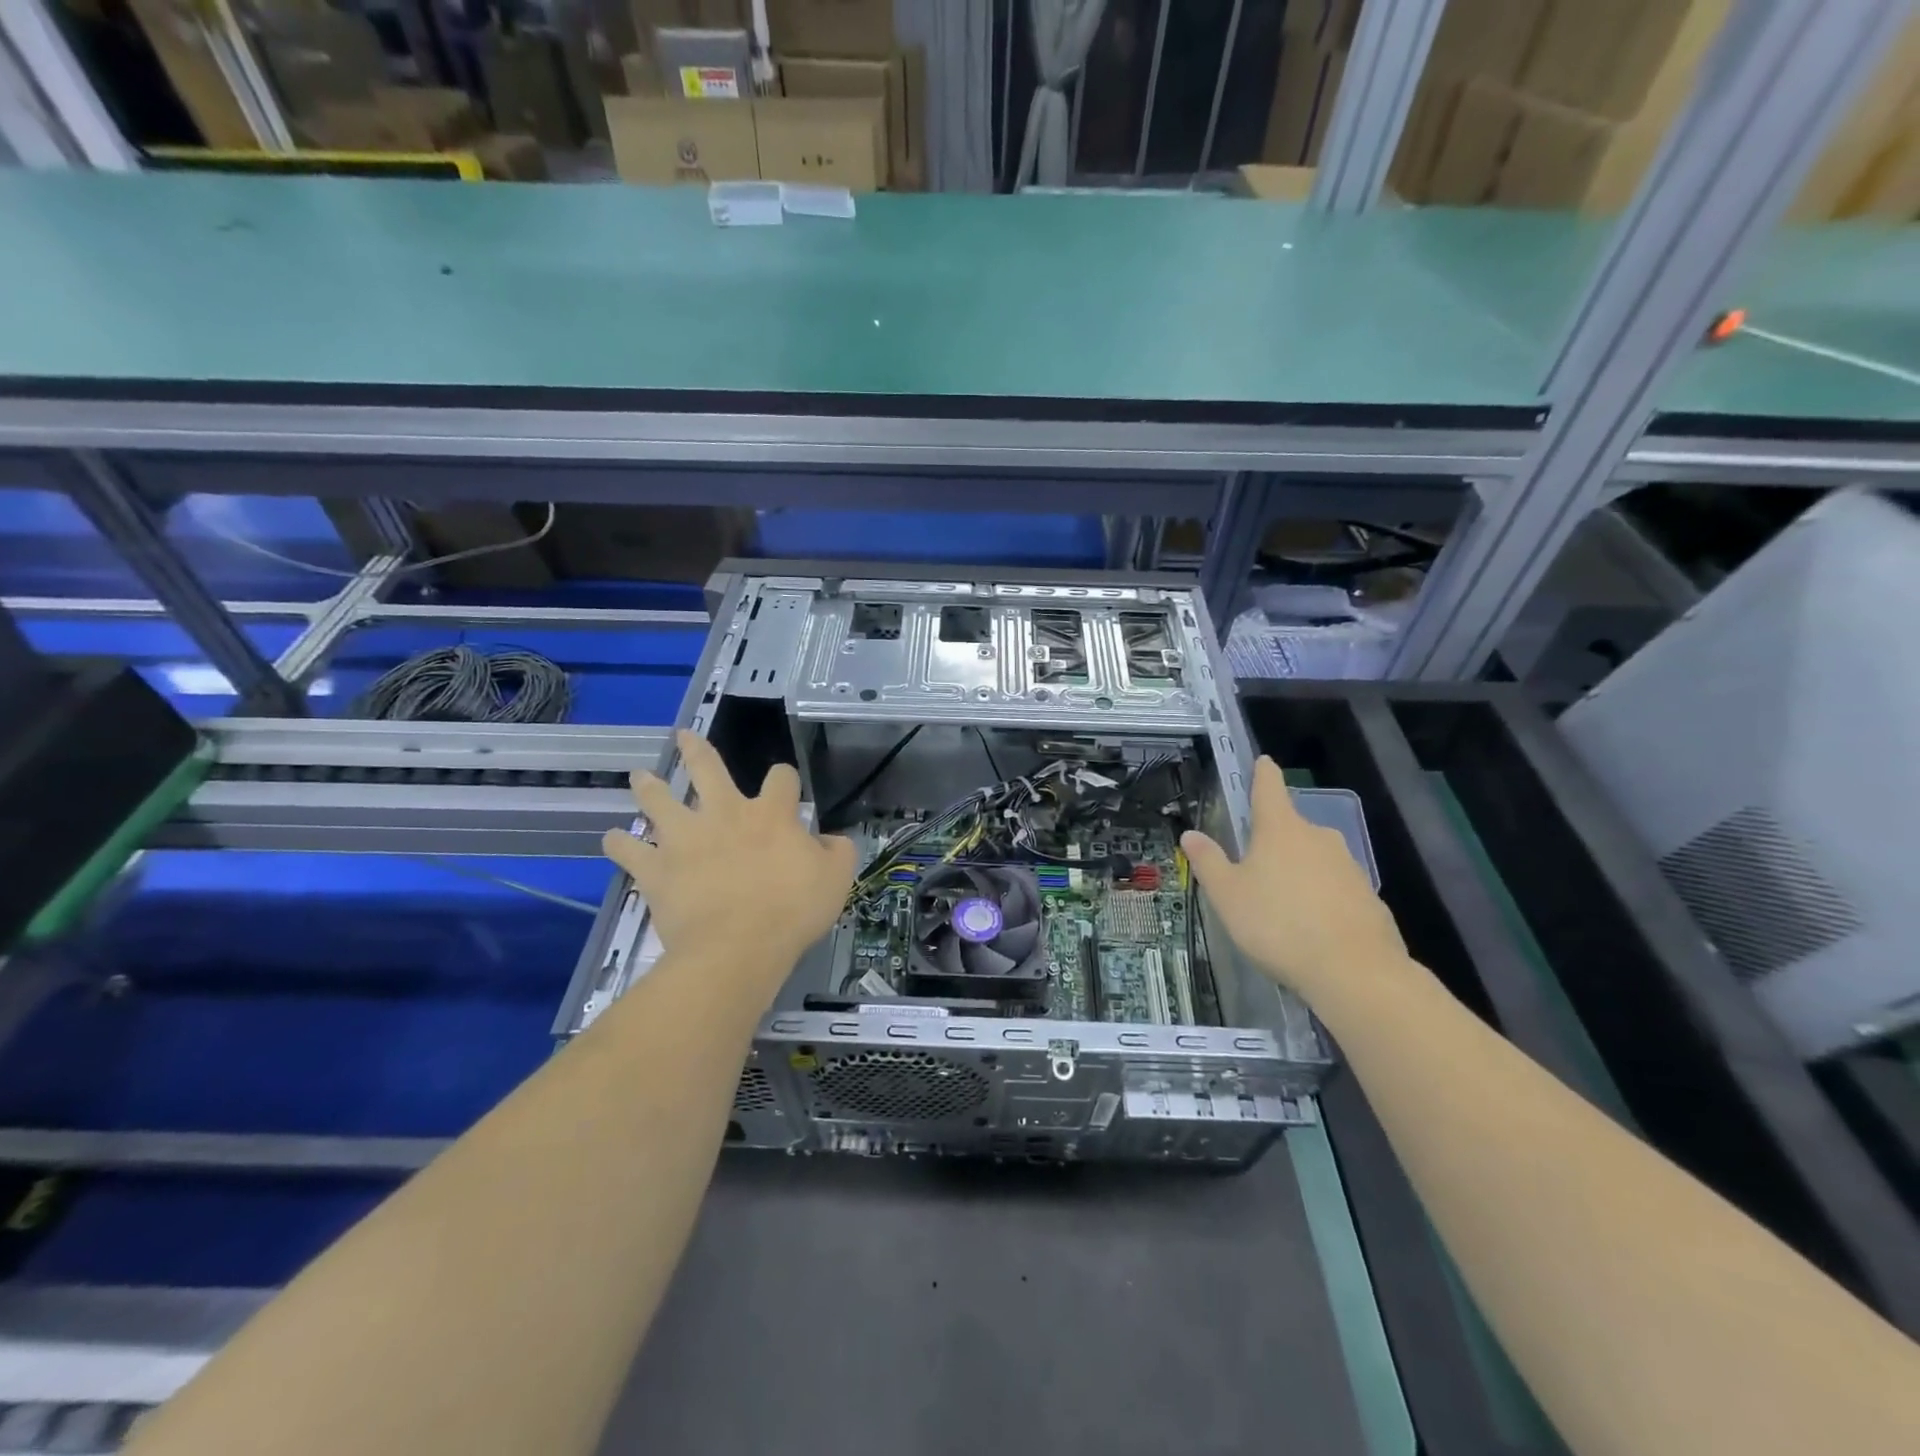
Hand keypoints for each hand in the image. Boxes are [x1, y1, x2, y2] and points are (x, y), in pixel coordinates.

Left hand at [601, 731, 856, 977]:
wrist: (737, 948)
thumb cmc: (792, 911)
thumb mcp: (837, 879)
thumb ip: (837, 851)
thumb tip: (828, 839)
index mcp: (770, 814)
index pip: (781, 778)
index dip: (785, 779)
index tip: (786, 786)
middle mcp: (724, 814)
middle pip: (706, 769)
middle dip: (695, 750)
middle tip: (684, 737)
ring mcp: (684, 839)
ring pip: (658, 801)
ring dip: (648, 787)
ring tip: (639, 777)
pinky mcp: (657, 869)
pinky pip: (629, 851)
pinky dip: (619, 844)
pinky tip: (611, 839)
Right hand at [1180, 756, 1406, 1001]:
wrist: (1354, 971)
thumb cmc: (1277, 924)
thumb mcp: (1228, 895)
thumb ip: (1208, 862)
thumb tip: (1190, 834)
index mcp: (1280, 829)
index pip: (1270, 788)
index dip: (1263, 773)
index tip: (1264, 762)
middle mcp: (1317, 837)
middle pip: (1291, 827)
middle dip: (1273, 839)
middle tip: (1253, 864)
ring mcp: (1348, 865)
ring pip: (1314, 858)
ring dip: (1297, 870)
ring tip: (1279, 904)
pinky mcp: (1368, 897)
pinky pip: (1335, 888)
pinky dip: (1320, 897)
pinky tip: (1310, 927)